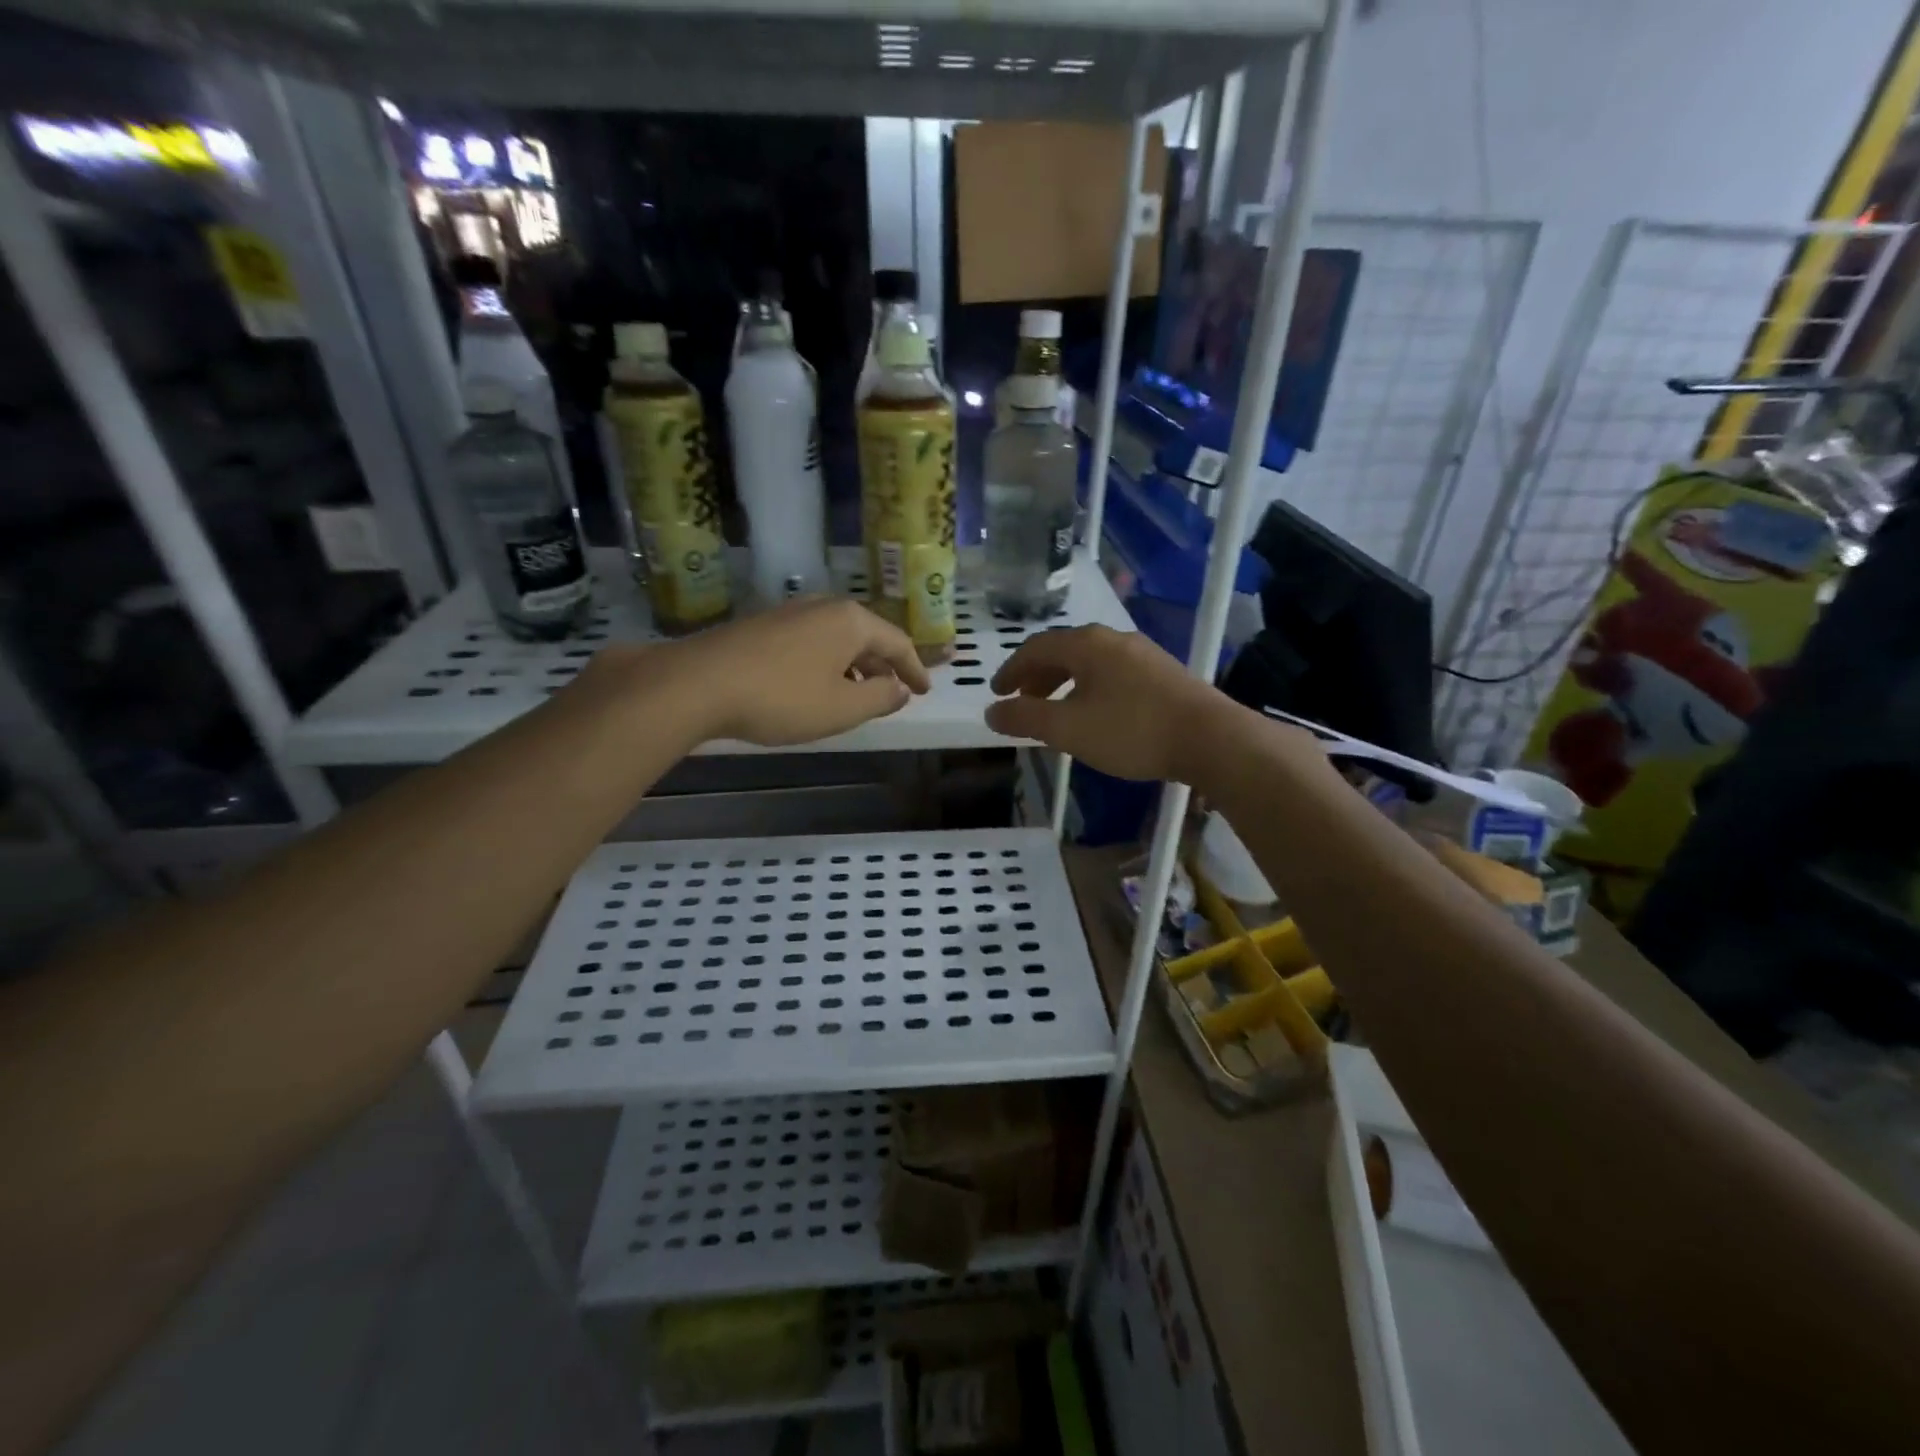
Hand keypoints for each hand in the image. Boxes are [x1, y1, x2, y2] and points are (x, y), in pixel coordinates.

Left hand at [653, 597, 930, 746]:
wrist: (698, 684)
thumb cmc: (782, 698)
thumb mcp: (842, 707)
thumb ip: (880, 698)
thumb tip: (899, 689)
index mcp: (851, 621)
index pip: (897, 642)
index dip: (914, 669)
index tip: (924, 691)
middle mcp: (822, 607)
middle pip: (866, 636)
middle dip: (883, 666)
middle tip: (893, 692)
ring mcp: (789, 613)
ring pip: (836, 639)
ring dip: (853, 666)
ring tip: (856, 694)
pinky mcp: (761, 626)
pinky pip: (810, 643)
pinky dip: (825, 664)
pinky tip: (815, 687)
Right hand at [984, 625, 1229, 782]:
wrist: (1210, 738)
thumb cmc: (1131, 730)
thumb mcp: (1067, 729)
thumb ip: (1025, 719)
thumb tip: (990, 712)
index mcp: (1086, 644)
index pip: (1034, 648)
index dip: (1010, 670)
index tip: (997, 693)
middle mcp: (1112, 638)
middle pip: (1062, 650)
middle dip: (1036, 676)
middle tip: (1021, 701)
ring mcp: (1142, 653)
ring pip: (1089, 662)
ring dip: (1063, 682)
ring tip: (1055, 710)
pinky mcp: (1162, 672)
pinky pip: (1111, 673)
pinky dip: (1089, 688)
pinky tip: (1095, 713)